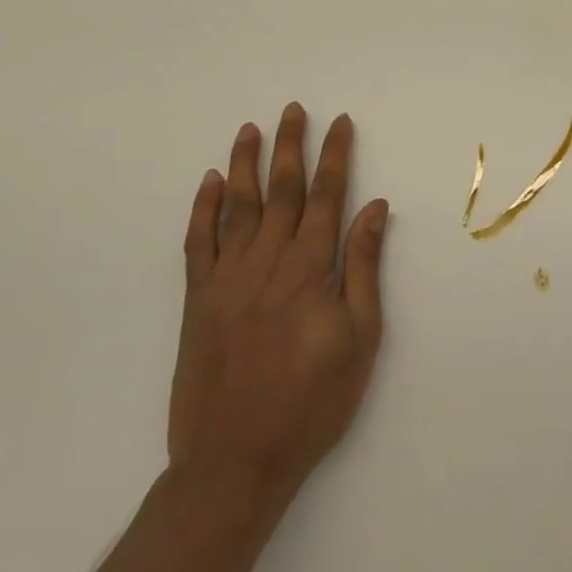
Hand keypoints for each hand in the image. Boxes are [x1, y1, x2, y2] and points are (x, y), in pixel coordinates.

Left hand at [167, 104, 390, 507]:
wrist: (234, 462)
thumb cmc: (312, 401)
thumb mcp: (360, 338)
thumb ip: (364, 267)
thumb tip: (375, 209)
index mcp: (310, 268)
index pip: (327, 196)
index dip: (335, 156)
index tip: (340, 123)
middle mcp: (267, 262)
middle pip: (282, 190)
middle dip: (291, 146)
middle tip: (294, 109)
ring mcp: (227, 278)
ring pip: (238, 206)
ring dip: (245, 164)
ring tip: (252, 129)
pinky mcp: (197, 300)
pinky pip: (198, 243)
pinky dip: (203, 209)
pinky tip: (210, 182)